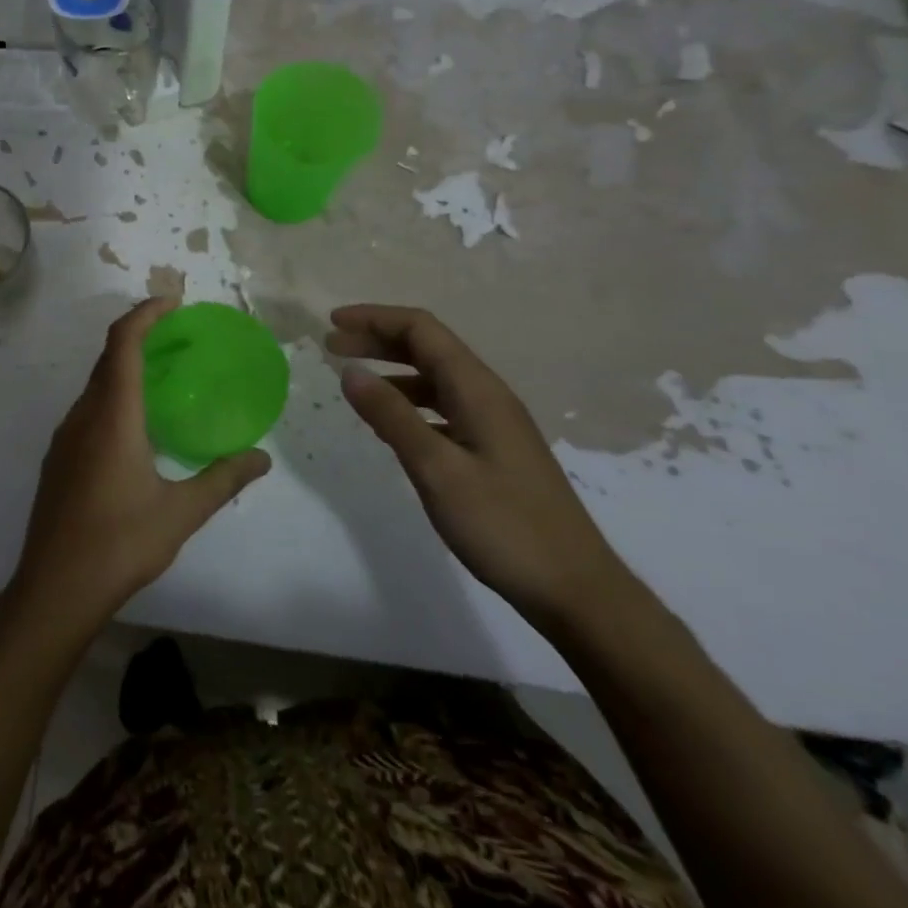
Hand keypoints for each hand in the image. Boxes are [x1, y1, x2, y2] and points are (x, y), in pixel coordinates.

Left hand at [9, 298, 271, 634]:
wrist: (54, 589)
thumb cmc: (119, 543)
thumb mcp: (180, 512)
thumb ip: (223, 479)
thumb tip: (262, 458)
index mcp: (112, 415)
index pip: (124, 343)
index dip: (146, 313)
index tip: (174, 302)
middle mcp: (83, 415)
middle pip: (108, 357)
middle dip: (141, 335)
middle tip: (179, 336)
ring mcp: (65, 436)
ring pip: (96, 384)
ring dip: (125, 366)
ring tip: (164, 375)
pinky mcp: (58, 458)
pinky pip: (88, 408)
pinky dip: (113, 394)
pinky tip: (136, 425)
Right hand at [327, 304, 632, 632]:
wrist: (575, 589)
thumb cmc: (503, 525)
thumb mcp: (437, 469)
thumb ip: (391, 416)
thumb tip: (349, 371)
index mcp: (477, 389)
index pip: (421, 330)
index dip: (375, 318)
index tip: (332, 323)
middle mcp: (487, 395)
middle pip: (428, 347)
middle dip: (378, 339)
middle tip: (332, 346)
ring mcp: (493, 423)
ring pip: (435, 377)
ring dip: (392, 370)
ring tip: (353, 383)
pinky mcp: (493, 449)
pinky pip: (442, 407)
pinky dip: (409, 402)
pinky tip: (389, 426)